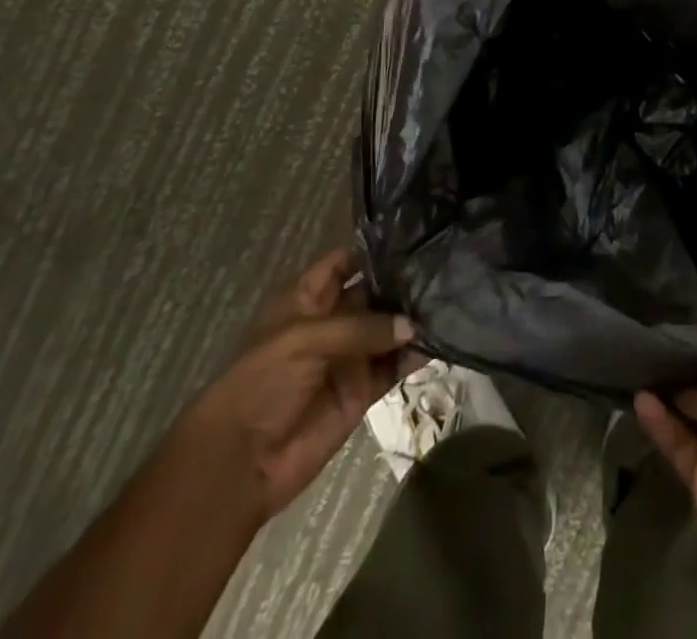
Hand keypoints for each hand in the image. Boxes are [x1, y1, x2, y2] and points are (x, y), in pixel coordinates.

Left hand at [182, 248, 422, 520]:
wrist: (241, 463)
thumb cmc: (261, 382)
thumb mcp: (303, 339)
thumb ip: (360, 328)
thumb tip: (413, 325)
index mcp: (308, 296)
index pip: (347, 259)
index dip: (377, 248)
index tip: (418, 234)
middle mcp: (334, 318)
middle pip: (376, 290)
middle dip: (406, 279)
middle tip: (448, 263)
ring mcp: (351, 355)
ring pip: (391, 326)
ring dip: (416, 316)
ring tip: (454, 296)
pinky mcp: (364, 389)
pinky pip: (396, 364)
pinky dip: (418, 353)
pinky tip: (445, 337)